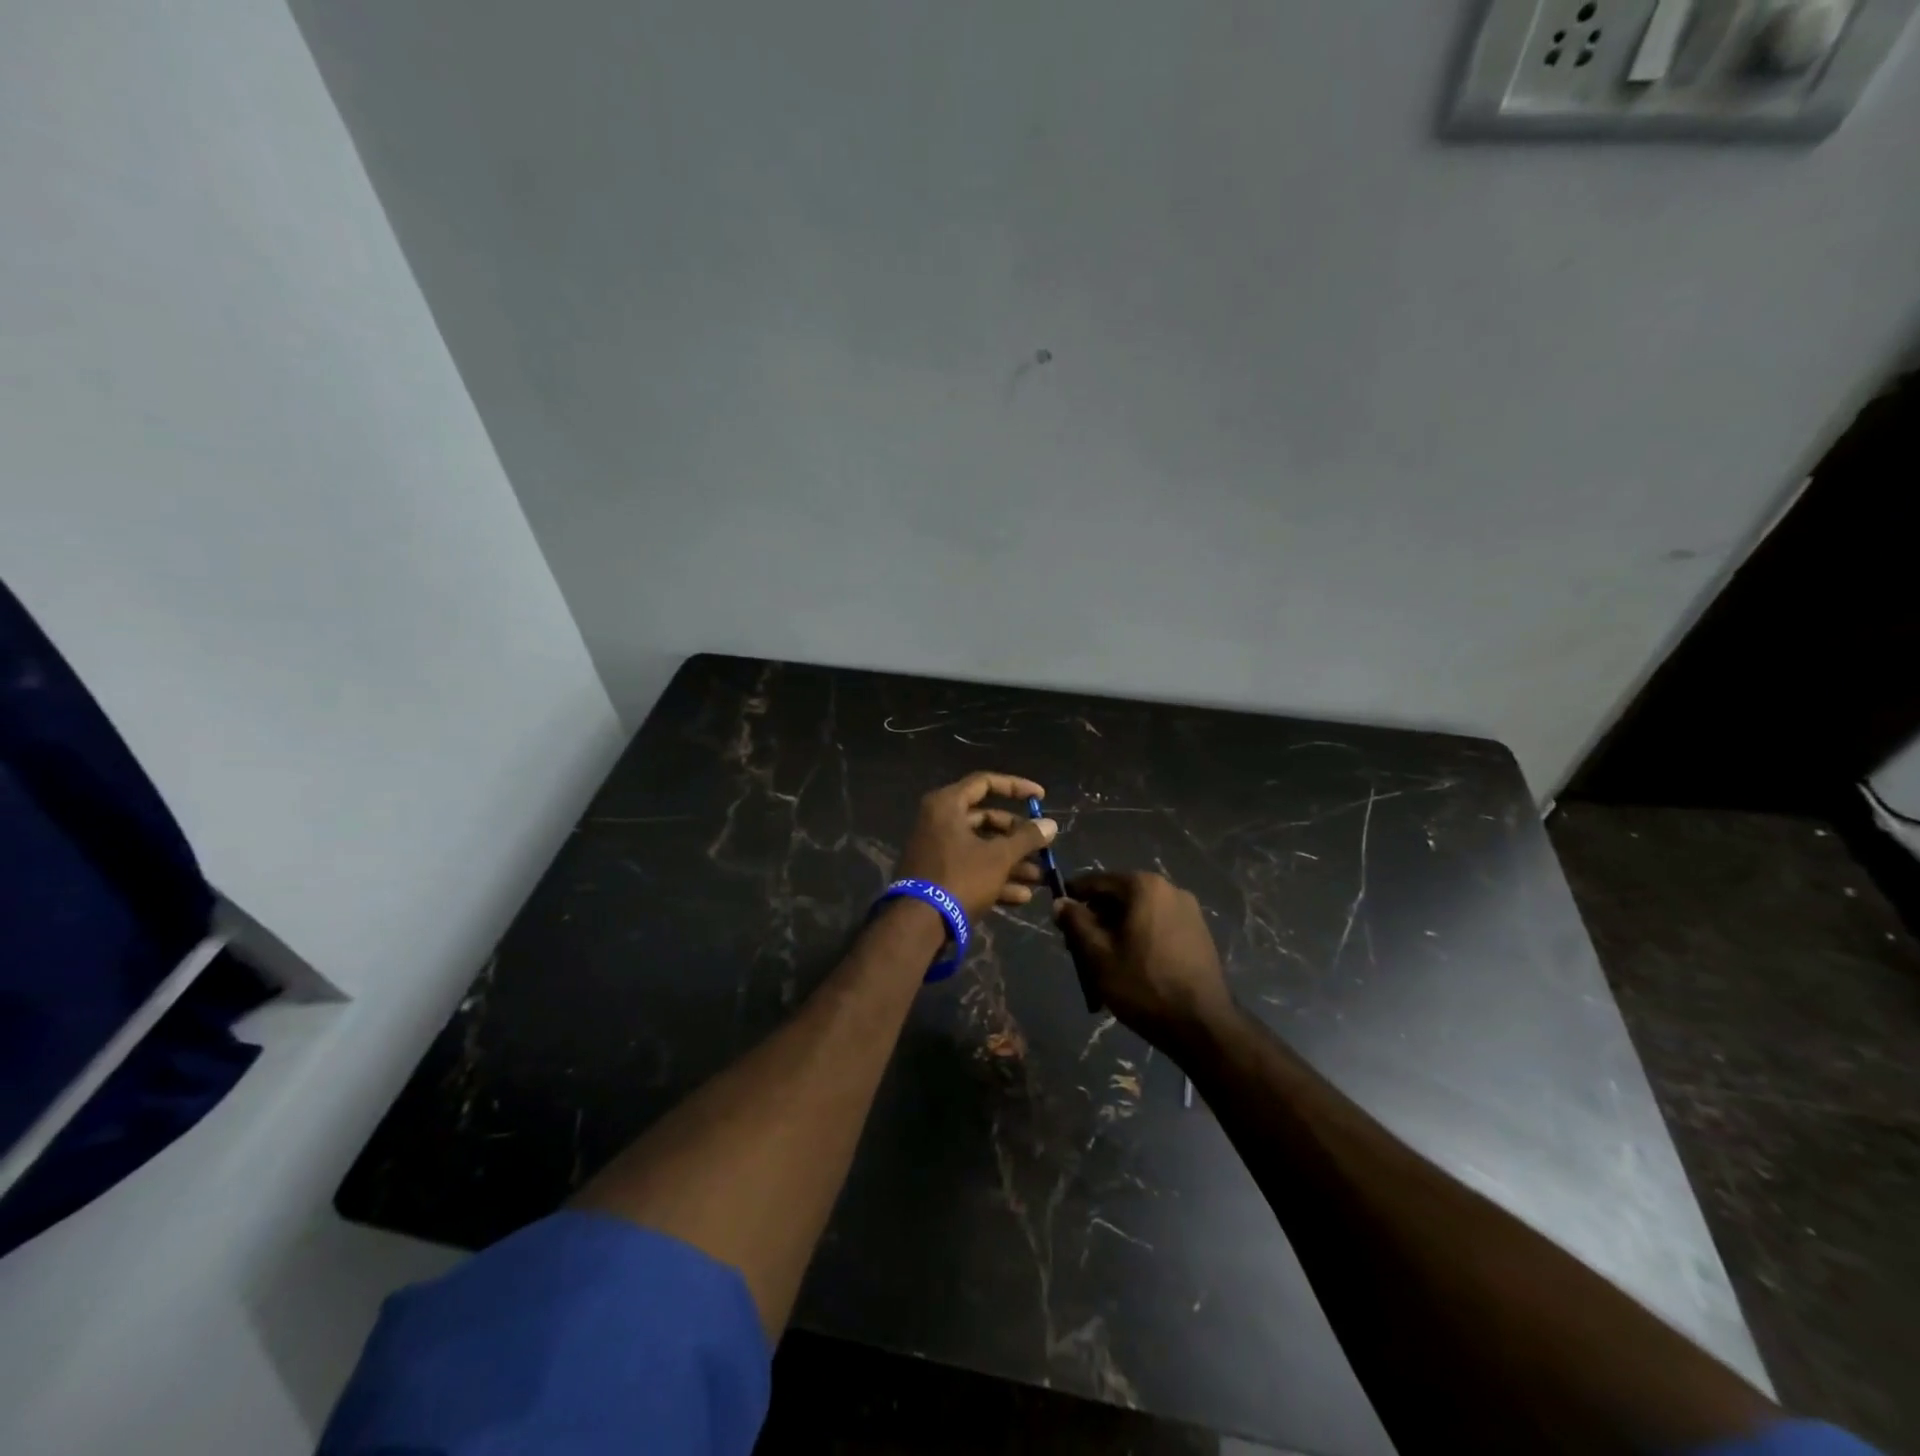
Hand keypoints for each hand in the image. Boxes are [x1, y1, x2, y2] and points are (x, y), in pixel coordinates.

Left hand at [894, 773, 1056, 923]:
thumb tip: (1051, 824)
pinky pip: (971, 869)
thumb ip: (1027, 838)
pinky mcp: (938, 876)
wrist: (919, 924)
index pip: (985, 783)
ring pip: (981, 847)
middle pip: (986, 819)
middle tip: (1042, 846)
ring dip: (1012, 862)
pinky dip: (995, 878)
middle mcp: (939, 822)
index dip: (1015, 787)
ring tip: (1039, 877)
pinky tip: (1022, 896)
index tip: (1040, 798)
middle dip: (1018, 836)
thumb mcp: (999, 857)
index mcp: (947, 805)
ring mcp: (937, 850)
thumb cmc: (960, 878)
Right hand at [1054, 872, 1232, 1045]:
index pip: (1097, 882)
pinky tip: (1132, 966)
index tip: (1059, 918)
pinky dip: (1140, 938)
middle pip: (1120, 896)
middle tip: (1079, 948)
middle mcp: (1170, 889)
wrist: (1203, 1026)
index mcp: (1144, 886)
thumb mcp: (1098, 955)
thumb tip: (1060, 902)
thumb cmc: (1144, 985)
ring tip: (1104, 962)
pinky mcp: (1200, 933)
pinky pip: (1159, 926)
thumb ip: (1076, 923)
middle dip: (1097, 918)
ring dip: (1118, 930)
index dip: (1073, 897)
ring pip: (1139, 913)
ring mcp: (1189, 911)